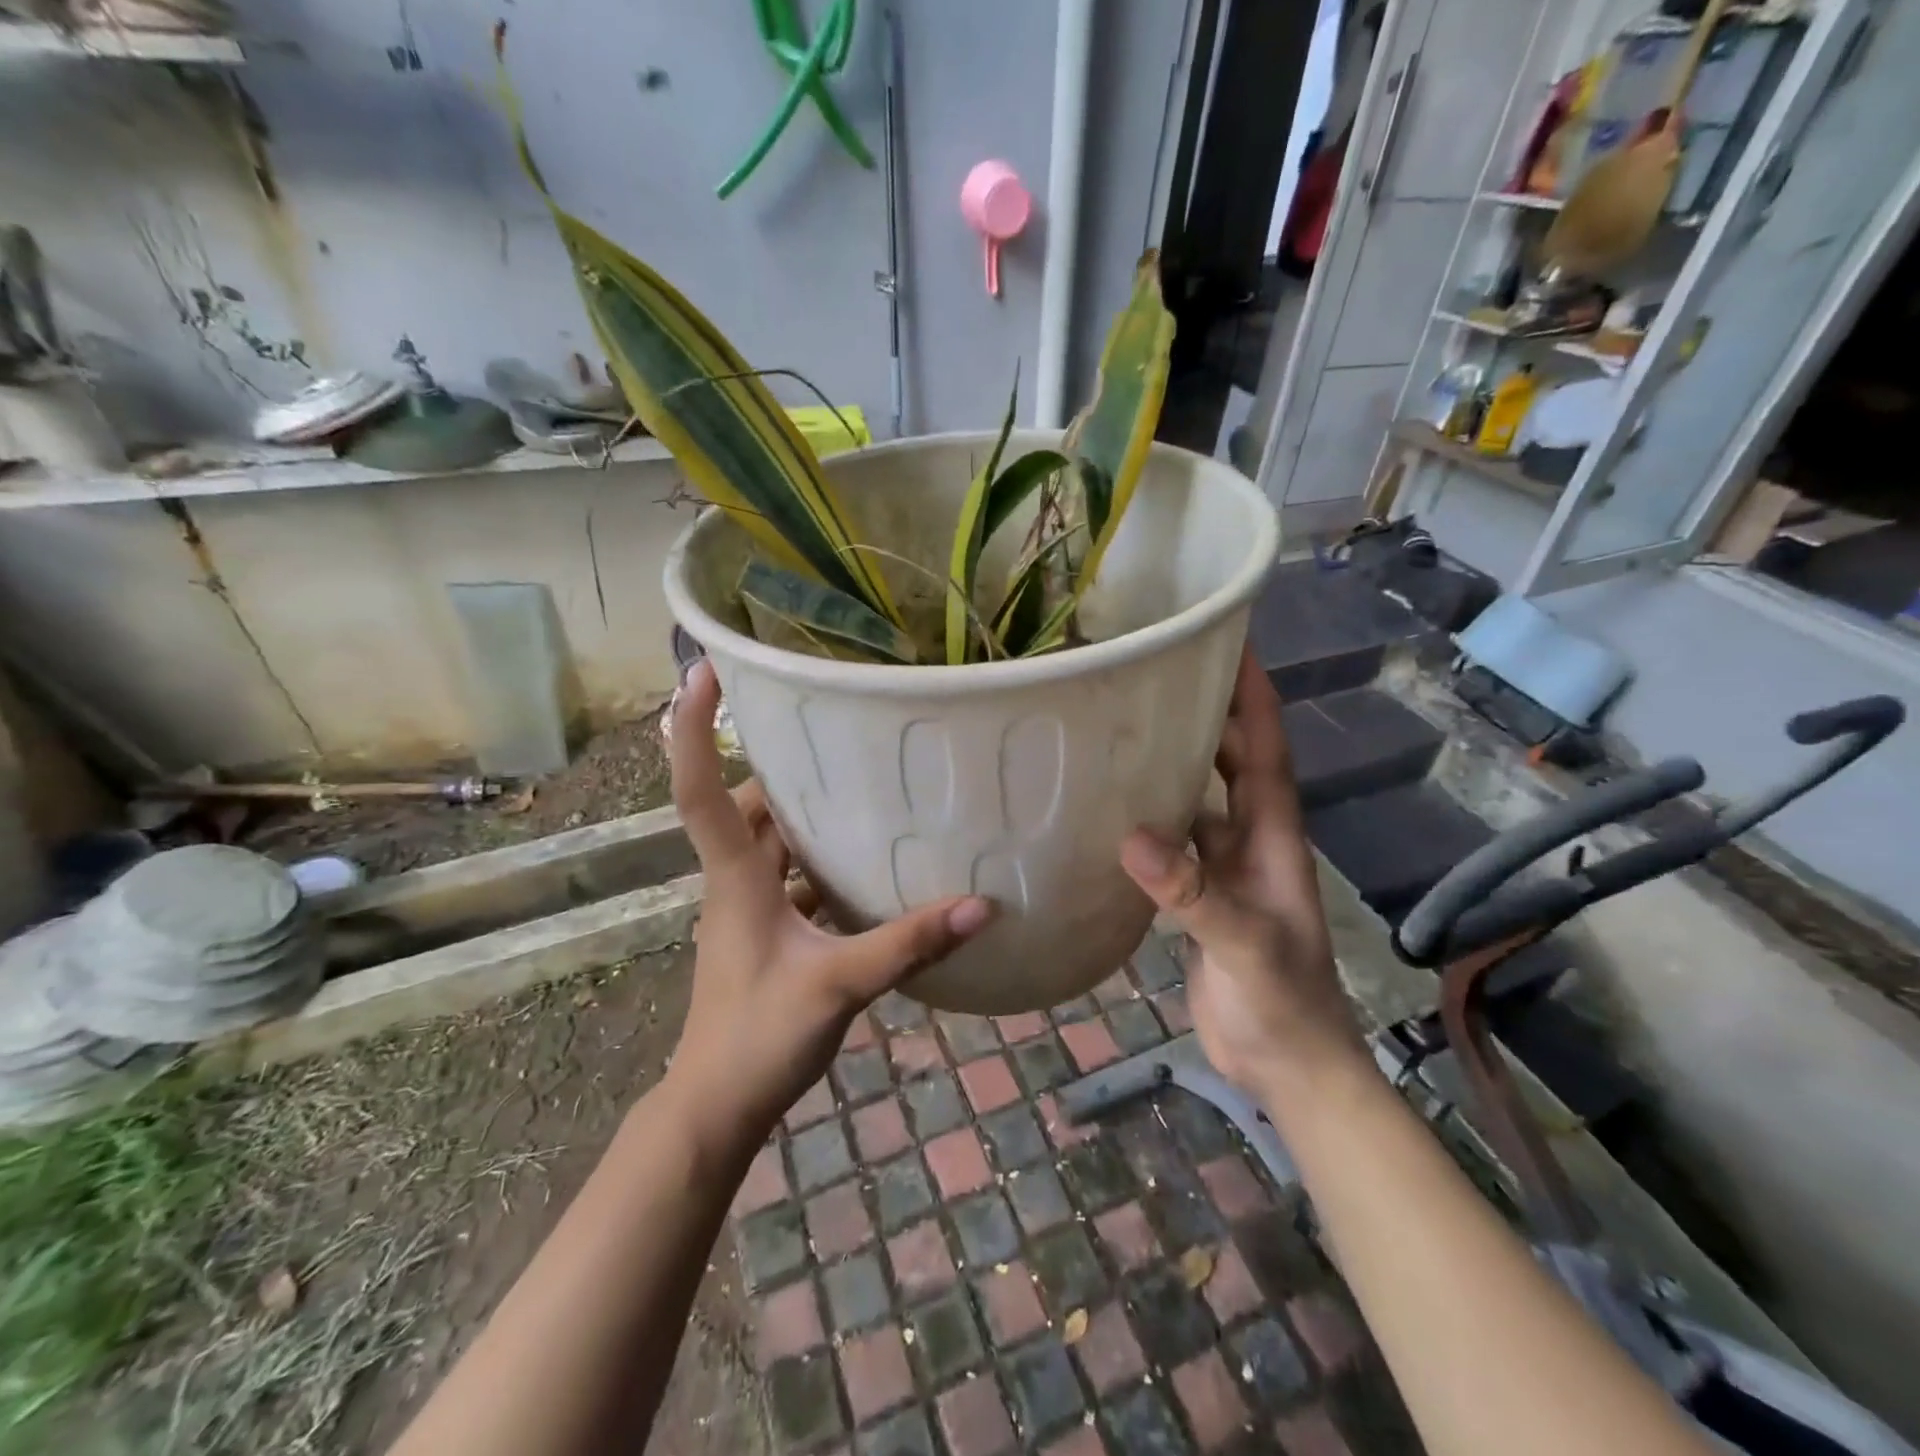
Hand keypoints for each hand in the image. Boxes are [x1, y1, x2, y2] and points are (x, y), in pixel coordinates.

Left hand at [663, 661, 992, 1144]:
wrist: (716, 1108)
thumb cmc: (758, 1038)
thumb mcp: (840, 985)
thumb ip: (908, 943)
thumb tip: (980, 905)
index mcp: (735, 878)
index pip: (699, 789)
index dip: (692, 729)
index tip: (701, 671)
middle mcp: (734, 881)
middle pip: (745, 805)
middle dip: (778, 765)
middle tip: (829, 729)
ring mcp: (748, 909)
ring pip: (769, 841)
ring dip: (802, 813)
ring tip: (858, 783)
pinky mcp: (766, 934)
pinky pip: (790, 877)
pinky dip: (818, 860)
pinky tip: (866, 862)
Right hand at [1119, 648, 1364, 1100]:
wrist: (1287, 1066)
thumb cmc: (1283, 1002)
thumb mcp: (1245, 944)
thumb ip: (1193, 893)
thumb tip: (1132, 838)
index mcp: (1274, 838)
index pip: (1267, 751)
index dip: (1253, 698)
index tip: (1232, 645)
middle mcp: (1250, 841)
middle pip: (1231, 762)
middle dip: (1209, 714)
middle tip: (1160, 674)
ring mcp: (1223, 869)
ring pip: (1199, 799)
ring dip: (1174, 764)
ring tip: (1126, 727)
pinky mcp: (1198, 897)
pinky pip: (1173, 842)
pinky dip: (1150, 819)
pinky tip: (1113, 808)